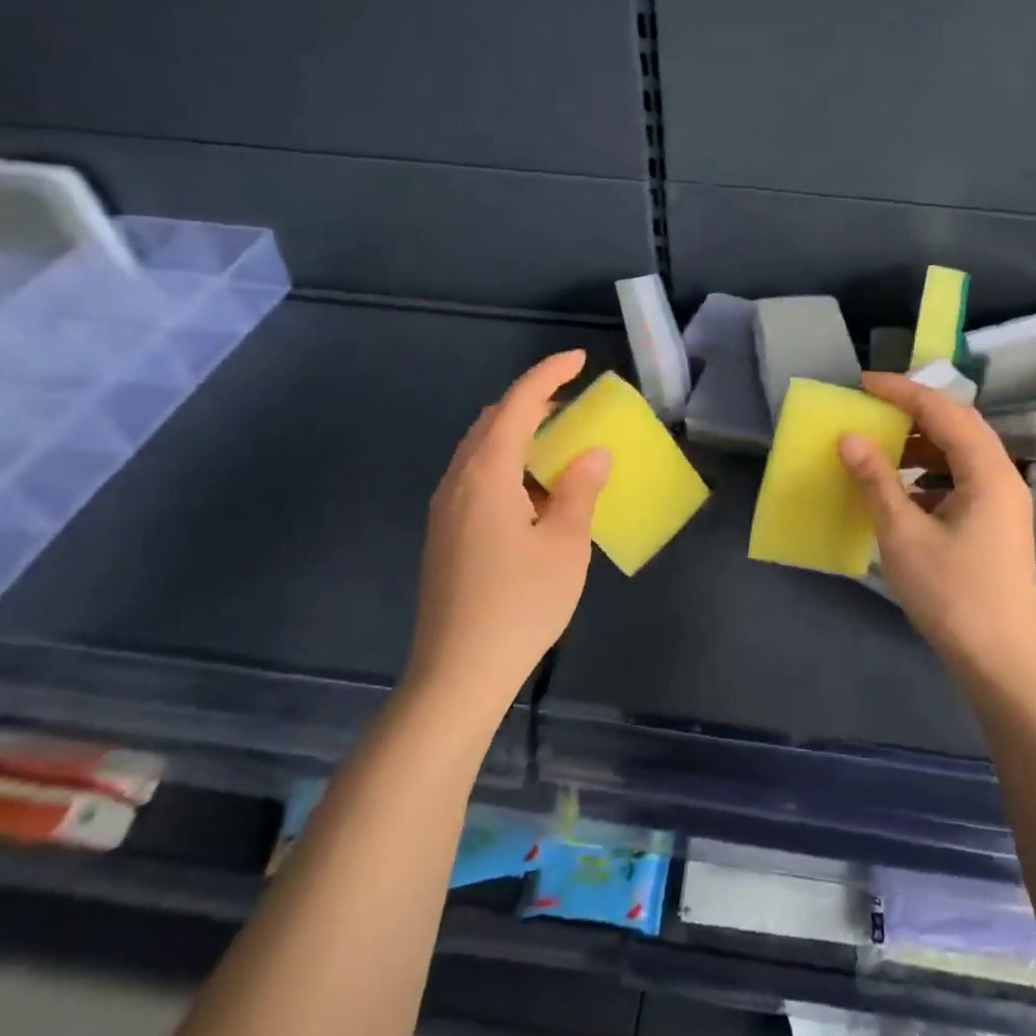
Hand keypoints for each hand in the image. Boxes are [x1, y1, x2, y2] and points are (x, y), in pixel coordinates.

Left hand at [403, 350, 610, 713]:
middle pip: (492, 422)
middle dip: (531, 402)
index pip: (517, 405)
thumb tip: (592, 453)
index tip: (579, 360)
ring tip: (558, 446)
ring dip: (517, 435)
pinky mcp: (444, 535)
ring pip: (480, 450)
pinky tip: (532, 492)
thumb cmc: (519, 604)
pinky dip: (506, 464)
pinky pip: (475, 477)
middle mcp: (457, 482)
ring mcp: (445, 510)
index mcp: (486, 475)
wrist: (457, 675)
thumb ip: (579, 490)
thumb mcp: (564, 544)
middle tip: (571, 405)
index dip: (548, 375)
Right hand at [839, 373, 1035, 682]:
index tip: (863, 383)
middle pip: (959, 425)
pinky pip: (964, 481)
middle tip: (874, 409)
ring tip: (884, 448)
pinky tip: (904, 494)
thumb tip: (849, 438)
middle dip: (915, 412)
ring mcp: (1005, 504)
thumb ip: (876, 481)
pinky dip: (932, 475)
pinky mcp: (998, 526)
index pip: (943, 410)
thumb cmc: (952, 596)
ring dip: (923, 444)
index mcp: (987, 472)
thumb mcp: (903, 535)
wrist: (1003, 665)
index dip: (902, 391)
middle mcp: (1003, 477)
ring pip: (962, 454)